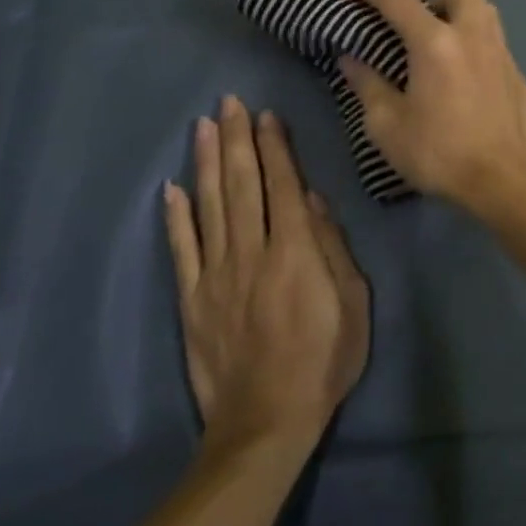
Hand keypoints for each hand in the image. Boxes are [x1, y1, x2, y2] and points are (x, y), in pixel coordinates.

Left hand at [162, 97, 370, 450]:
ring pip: (209, 206)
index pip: (282, 186)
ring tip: (204, 127)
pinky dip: (175, 216)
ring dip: (207, 162)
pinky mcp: (192, 299)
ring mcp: (216, 275)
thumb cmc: (323, 361)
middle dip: (237, 140)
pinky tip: (171, 187)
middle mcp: (251, 253)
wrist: (265, 423)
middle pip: (242, 185)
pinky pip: (181, 249)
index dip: (274, 148)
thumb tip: (311, 200)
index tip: (266, 115)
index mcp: (295, 253)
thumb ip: (332, 248)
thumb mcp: (354, 304)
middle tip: (229, 102)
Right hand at [338, 0, 525, 215]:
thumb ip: (367, 85)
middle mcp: (472, 36)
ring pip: (486, 10)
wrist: (501, 181)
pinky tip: (466, 77)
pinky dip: (477, 46)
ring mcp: (501, 53)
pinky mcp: (518, 74)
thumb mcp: (387, 126)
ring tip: (442, 46)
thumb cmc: (438, 153)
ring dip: (461, 15)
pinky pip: (496, 42)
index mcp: (435, 43)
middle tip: (416, 27)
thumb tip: (350, 59)